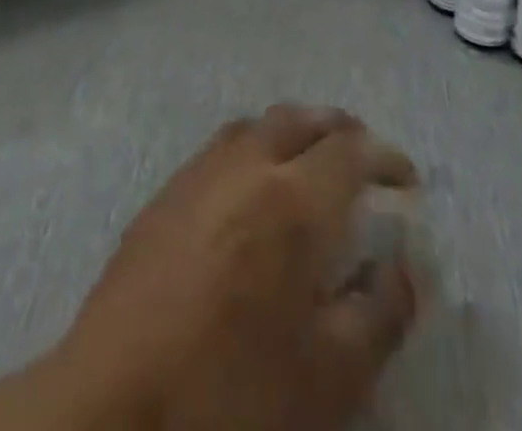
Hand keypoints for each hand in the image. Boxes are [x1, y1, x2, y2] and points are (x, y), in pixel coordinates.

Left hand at [0, 106, 419, 430]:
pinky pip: (221, 147)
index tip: (406, 178)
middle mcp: (247, 165)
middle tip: (362, 155)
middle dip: (338, 129)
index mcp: (294, 199)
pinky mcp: (165, 192)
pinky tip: (251, 187)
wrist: (116, 403)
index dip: (384, 157)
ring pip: (257, 125)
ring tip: (309, 161)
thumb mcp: (330, 376)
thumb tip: (402, 268)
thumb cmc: (235, 392)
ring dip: (292, 131)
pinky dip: (252, 147)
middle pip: (300, 119)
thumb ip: (379, 314)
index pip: (350, 150)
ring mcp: (199, 172)